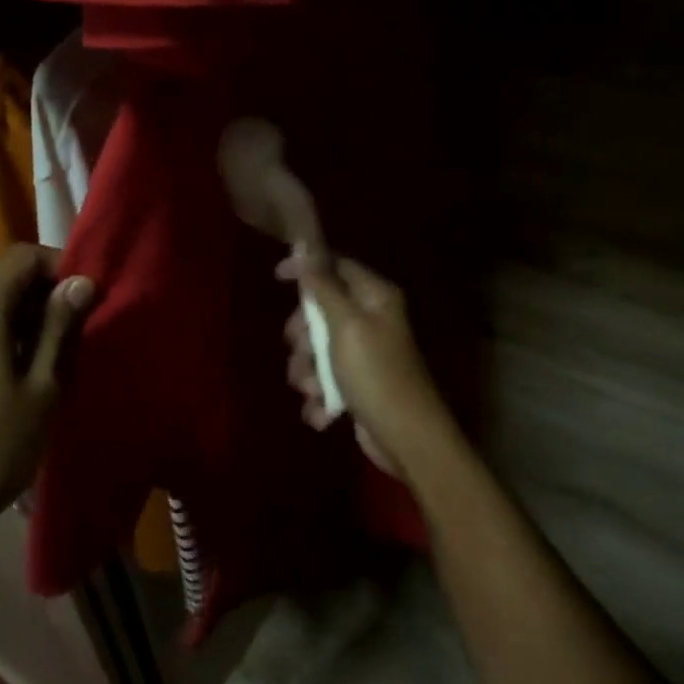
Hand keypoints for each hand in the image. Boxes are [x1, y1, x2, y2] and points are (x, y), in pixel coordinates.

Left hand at [0, 245, 93, 539]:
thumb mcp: (41, 387)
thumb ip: (60, 327)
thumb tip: (80, 283)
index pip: (24, 256)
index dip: (61, 267)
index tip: (87, 300)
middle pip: (2, 279)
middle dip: (43, 296)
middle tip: (76, 333)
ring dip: (20, 319)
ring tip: (49, 358)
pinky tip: (13, 375)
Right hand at [277, 253, 456, 481]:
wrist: (407, 439)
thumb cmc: (376, 373)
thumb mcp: (345, 325)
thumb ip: (323, 285)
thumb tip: (306, 245)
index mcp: (374, 297)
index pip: (337, 266)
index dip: (307, 268)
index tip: (277, 278)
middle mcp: (370, 320)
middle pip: (320, 311)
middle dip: (303, 335)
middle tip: (301, 349)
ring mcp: (363, 355)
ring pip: (316, 351)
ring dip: (307, 372)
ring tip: (314, 390)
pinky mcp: (356, 387)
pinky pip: (324, 382)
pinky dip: (319, 398)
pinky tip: (324, 412)